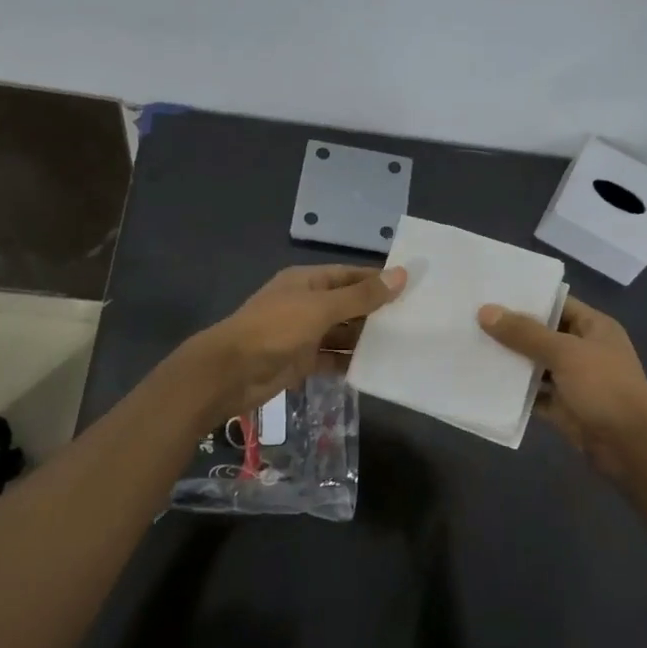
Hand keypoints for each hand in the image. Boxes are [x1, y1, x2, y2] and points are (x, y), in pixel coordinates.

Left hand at [189, 264, 406, 418]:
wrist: (230, 373)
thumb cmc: (275, 329)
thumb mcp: (321, 308)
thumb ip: (361, 296)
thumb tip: (401, 274)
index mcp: (307, 281)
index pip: (349, 275)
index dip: (377, 280)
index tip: (411, 287)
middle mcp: (306, 304)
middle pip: (348, 304)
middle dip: (376, 312)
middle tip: (416, 319)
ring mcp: (303, 334)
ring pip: (342, 333)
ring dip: (366, 339)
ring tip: (404, 344)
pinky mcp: (301, 361)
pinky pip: (332, 359)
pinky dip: (350, 362)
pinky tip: (377, 368)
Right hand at [478, 296, 646, 479]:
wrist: (631, 446)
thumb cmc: (604, 387)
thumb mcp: (564, 353)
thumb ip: (525, 333)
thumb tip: (486, 311)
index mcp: (594, 328)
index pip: (558, 303)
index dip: (528, 298)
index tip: (492, 293)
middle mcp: (584, 350)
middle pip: (543, 334)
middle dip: (512, 330)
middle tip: (472, 319)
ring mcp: (574, 381)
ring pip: (536, 366)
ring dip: (510, 361)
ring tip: (471, 347)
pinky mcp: (563, 408)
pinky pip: (534, 395)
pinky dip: (514, 392)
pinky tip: (485, 383)